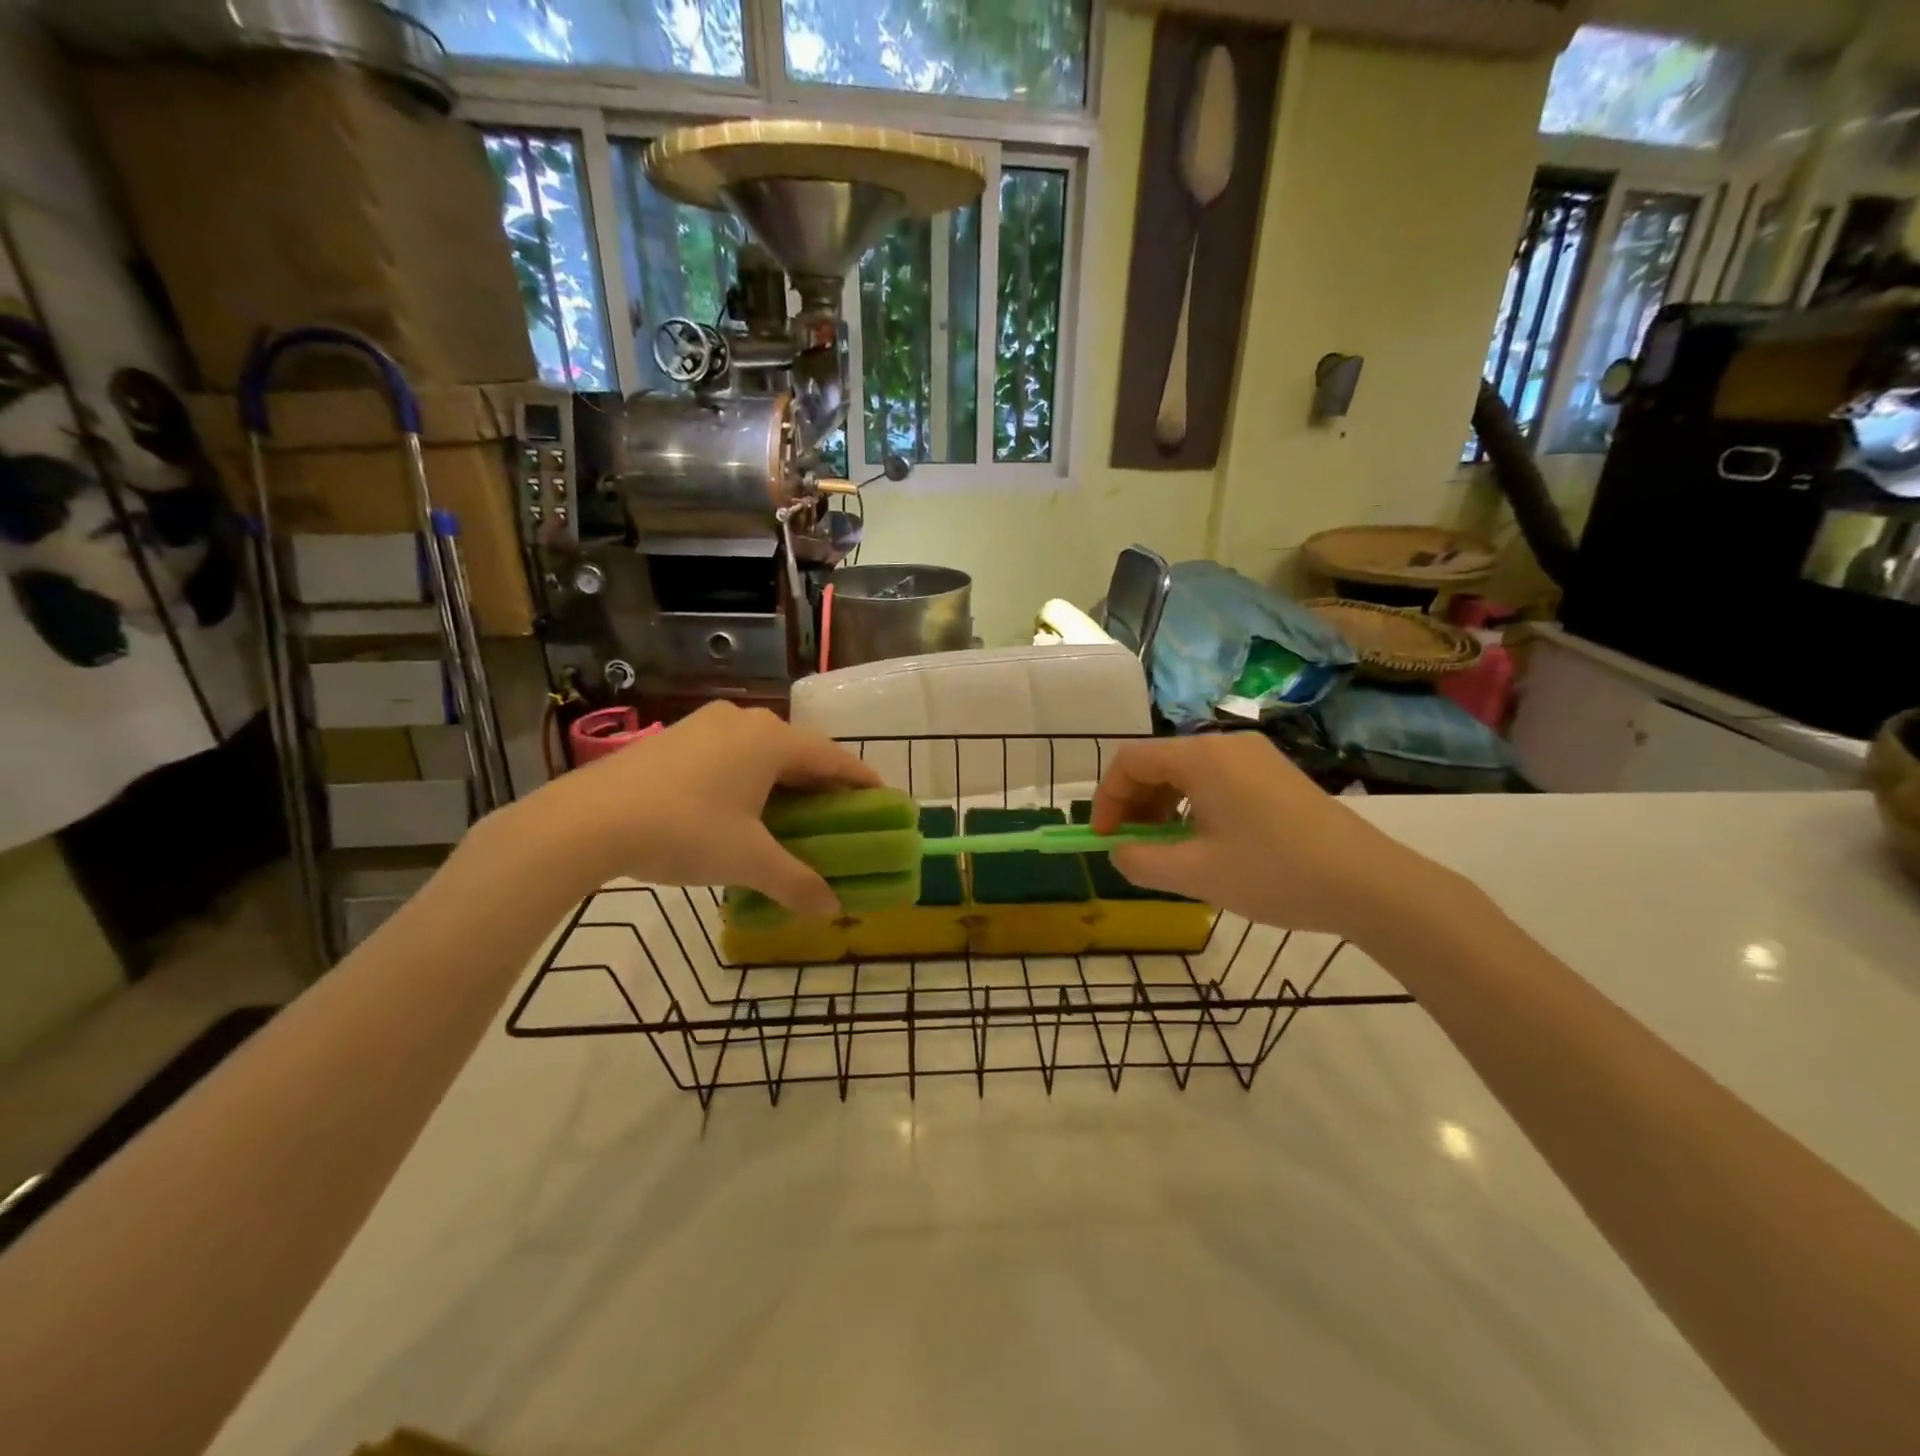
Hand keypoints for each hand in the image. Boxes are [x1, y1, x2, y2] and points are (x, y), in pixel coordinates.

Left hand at [536, 702, 879, 913]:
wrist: (585, 821)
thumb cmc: (683, 831)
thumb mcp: (747, 861)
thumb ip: (796, 883)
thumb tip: (833, 910)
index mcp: (771, 741)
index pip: (832, 757)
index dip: (860, 780)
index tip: (882, 798)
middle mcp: (743, 721)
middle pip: (798, 752)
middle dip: (821, 784)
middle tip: (839, 815)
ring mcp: (704, 725)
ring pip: (761, 752)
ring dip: (782, 781)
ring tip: (791, 814)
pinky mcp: (675, 738)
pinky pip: (730, 755)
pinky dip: (748, 778)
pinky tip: (740, 808)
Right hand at [1090, 733, 1458, 945]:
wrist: (1369, 883)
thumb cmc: (1274, 873)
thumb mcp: (1195, 874)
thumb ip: (1140, 861)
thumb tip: (1118, 852)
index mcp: (1201, 757)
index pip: (1130, 761)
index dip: (1107, 799)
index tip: (1104, 839)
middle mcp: (1225, 744)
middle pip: (1158, 762)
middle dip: (1134, 803)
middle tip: (1131, 846)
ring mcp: (1255, 756)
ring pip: (1187, 772)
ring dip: (1162, 806)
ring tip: (1165, 848)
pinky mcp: (1275, 774)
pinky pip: (1216, 780)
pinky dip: (1193, 805)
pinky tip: (1204, 841)